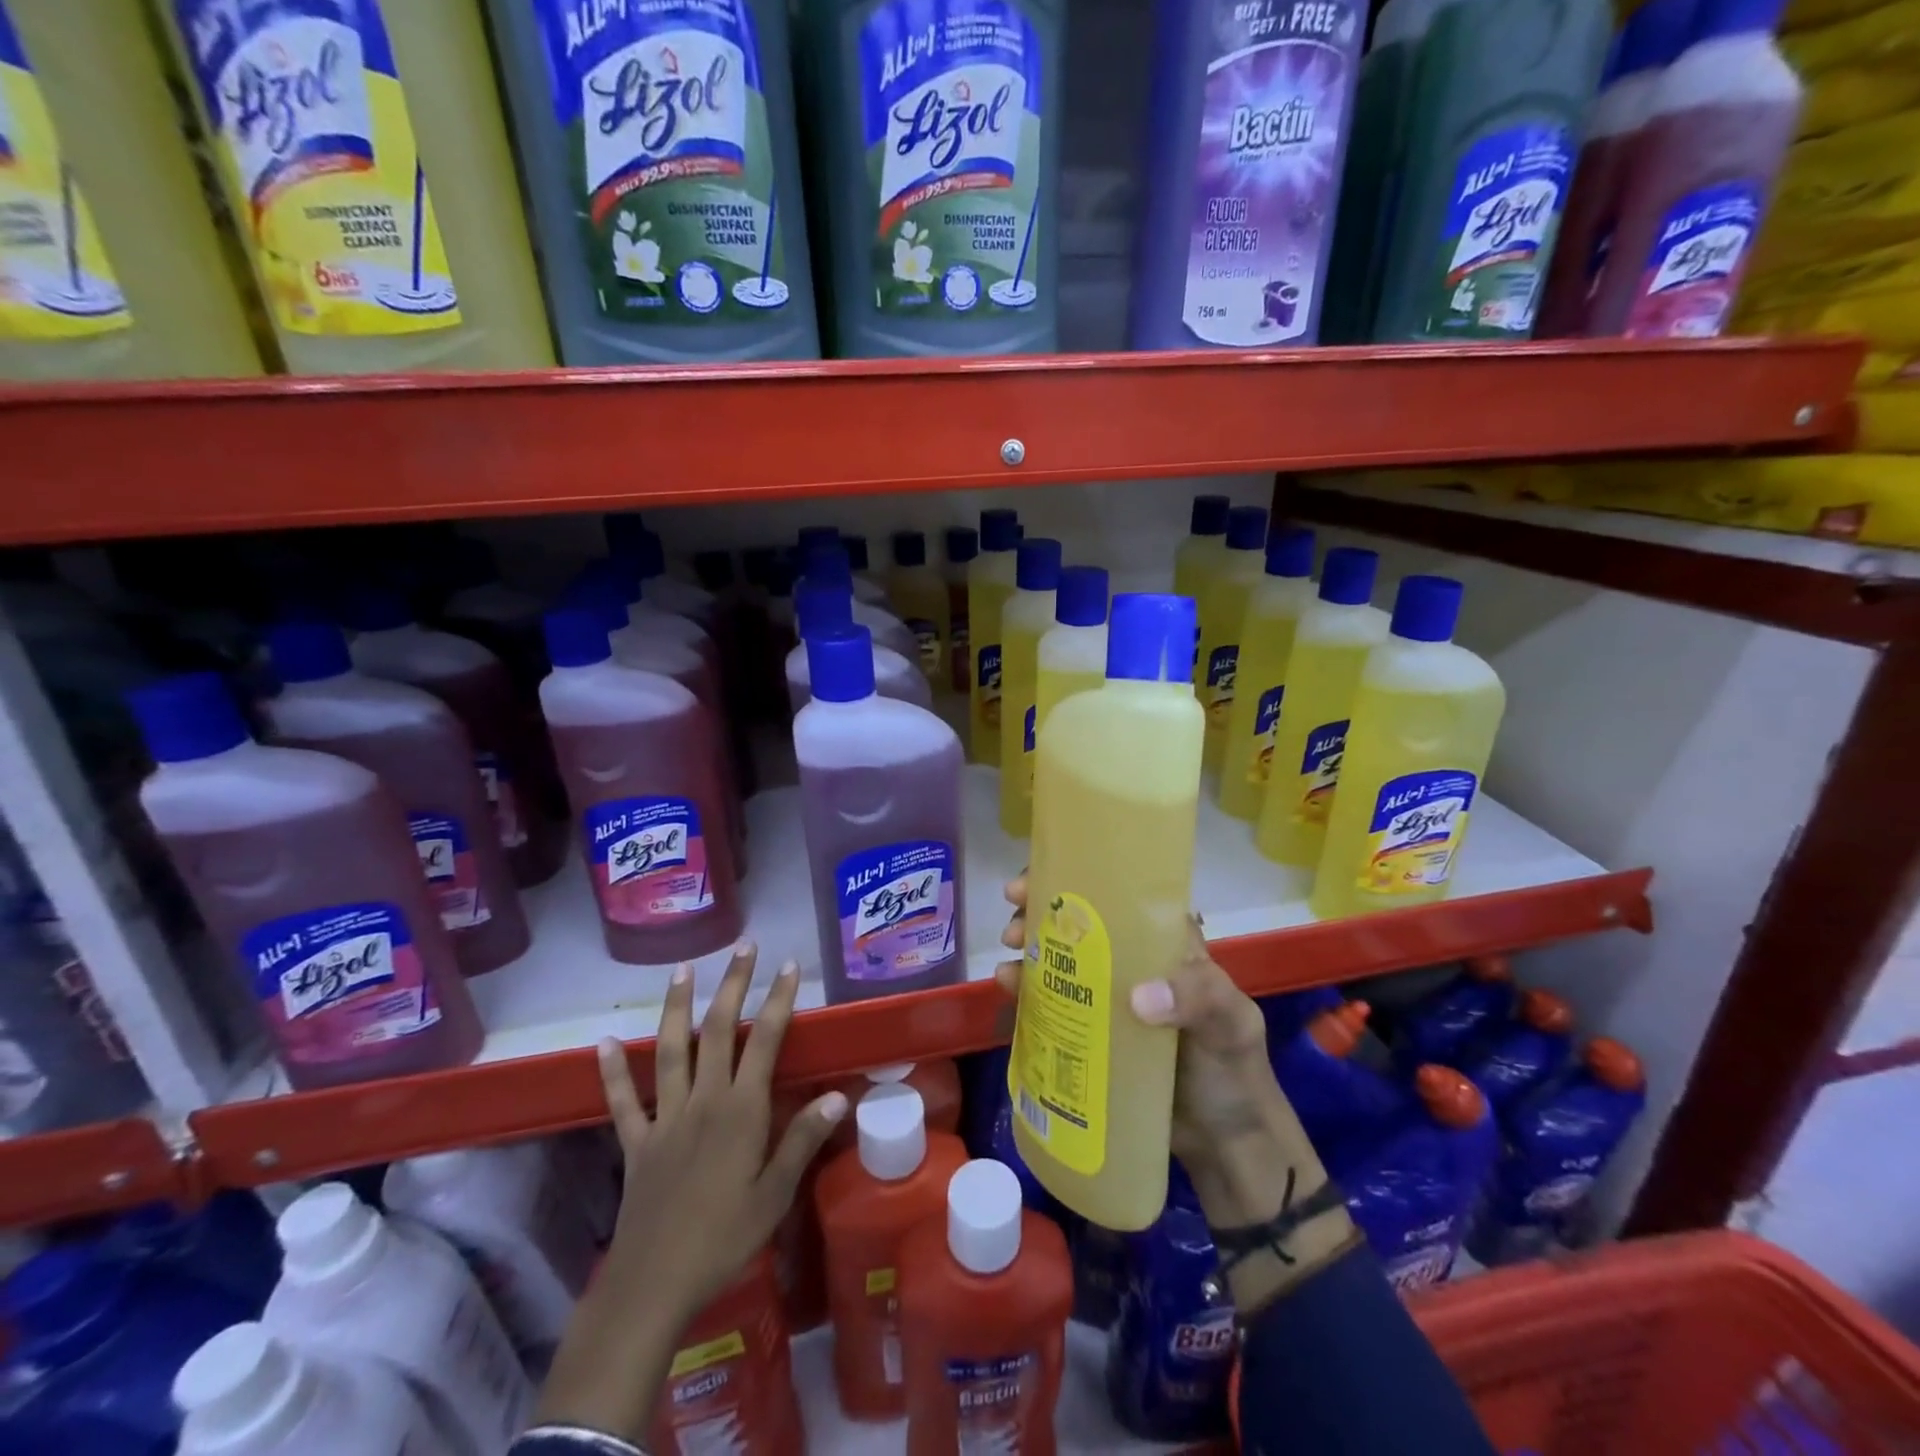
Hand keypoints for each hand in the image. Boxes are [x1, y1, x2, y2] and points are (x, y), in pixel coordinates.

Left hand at [601, 941, 846, 1320]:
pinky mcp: (636, 1143)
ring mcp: (665, 1119)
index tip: (789, 966)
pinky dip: (612, 1072)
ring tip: (684, 970)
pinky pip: (622, 1102)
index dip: (778, 1000)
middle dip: (733, 985)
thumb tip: (838, 1096)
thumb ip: (803, 1140)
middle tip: (744, 947)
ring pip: (670, 1051)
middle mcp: (703, 1101)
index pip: (764, 1041)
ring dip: (677, 1007)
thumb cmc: (724, 1240)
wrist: (653, 1286)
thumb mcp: (775, 1195)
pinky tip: (603, 1043)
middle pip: (717, 1031)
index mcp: (740, 1111)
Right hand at [993, 873, 1278, 1183]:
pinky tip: (1008, 991)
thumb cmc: (1233, 1072)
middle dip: (1040, 916)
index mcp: (1165, 946)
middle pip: (1079, 927)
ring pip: (1060, 963)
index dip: (1077, 882)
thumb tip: (1137, 997)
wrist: (1226, 1148)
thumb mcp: (1229, 1025)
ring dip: (1029, 952)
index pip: (1118, 897)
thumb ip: (1197, 1000)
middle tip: (1014, 927)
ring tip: (1007, 960)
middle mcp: (1131, 965)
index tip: (1038, 882)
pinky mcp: (1090, 1037)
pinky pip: (1053, 1006)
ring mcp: (1107, 1002)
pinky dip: (1027, 993)